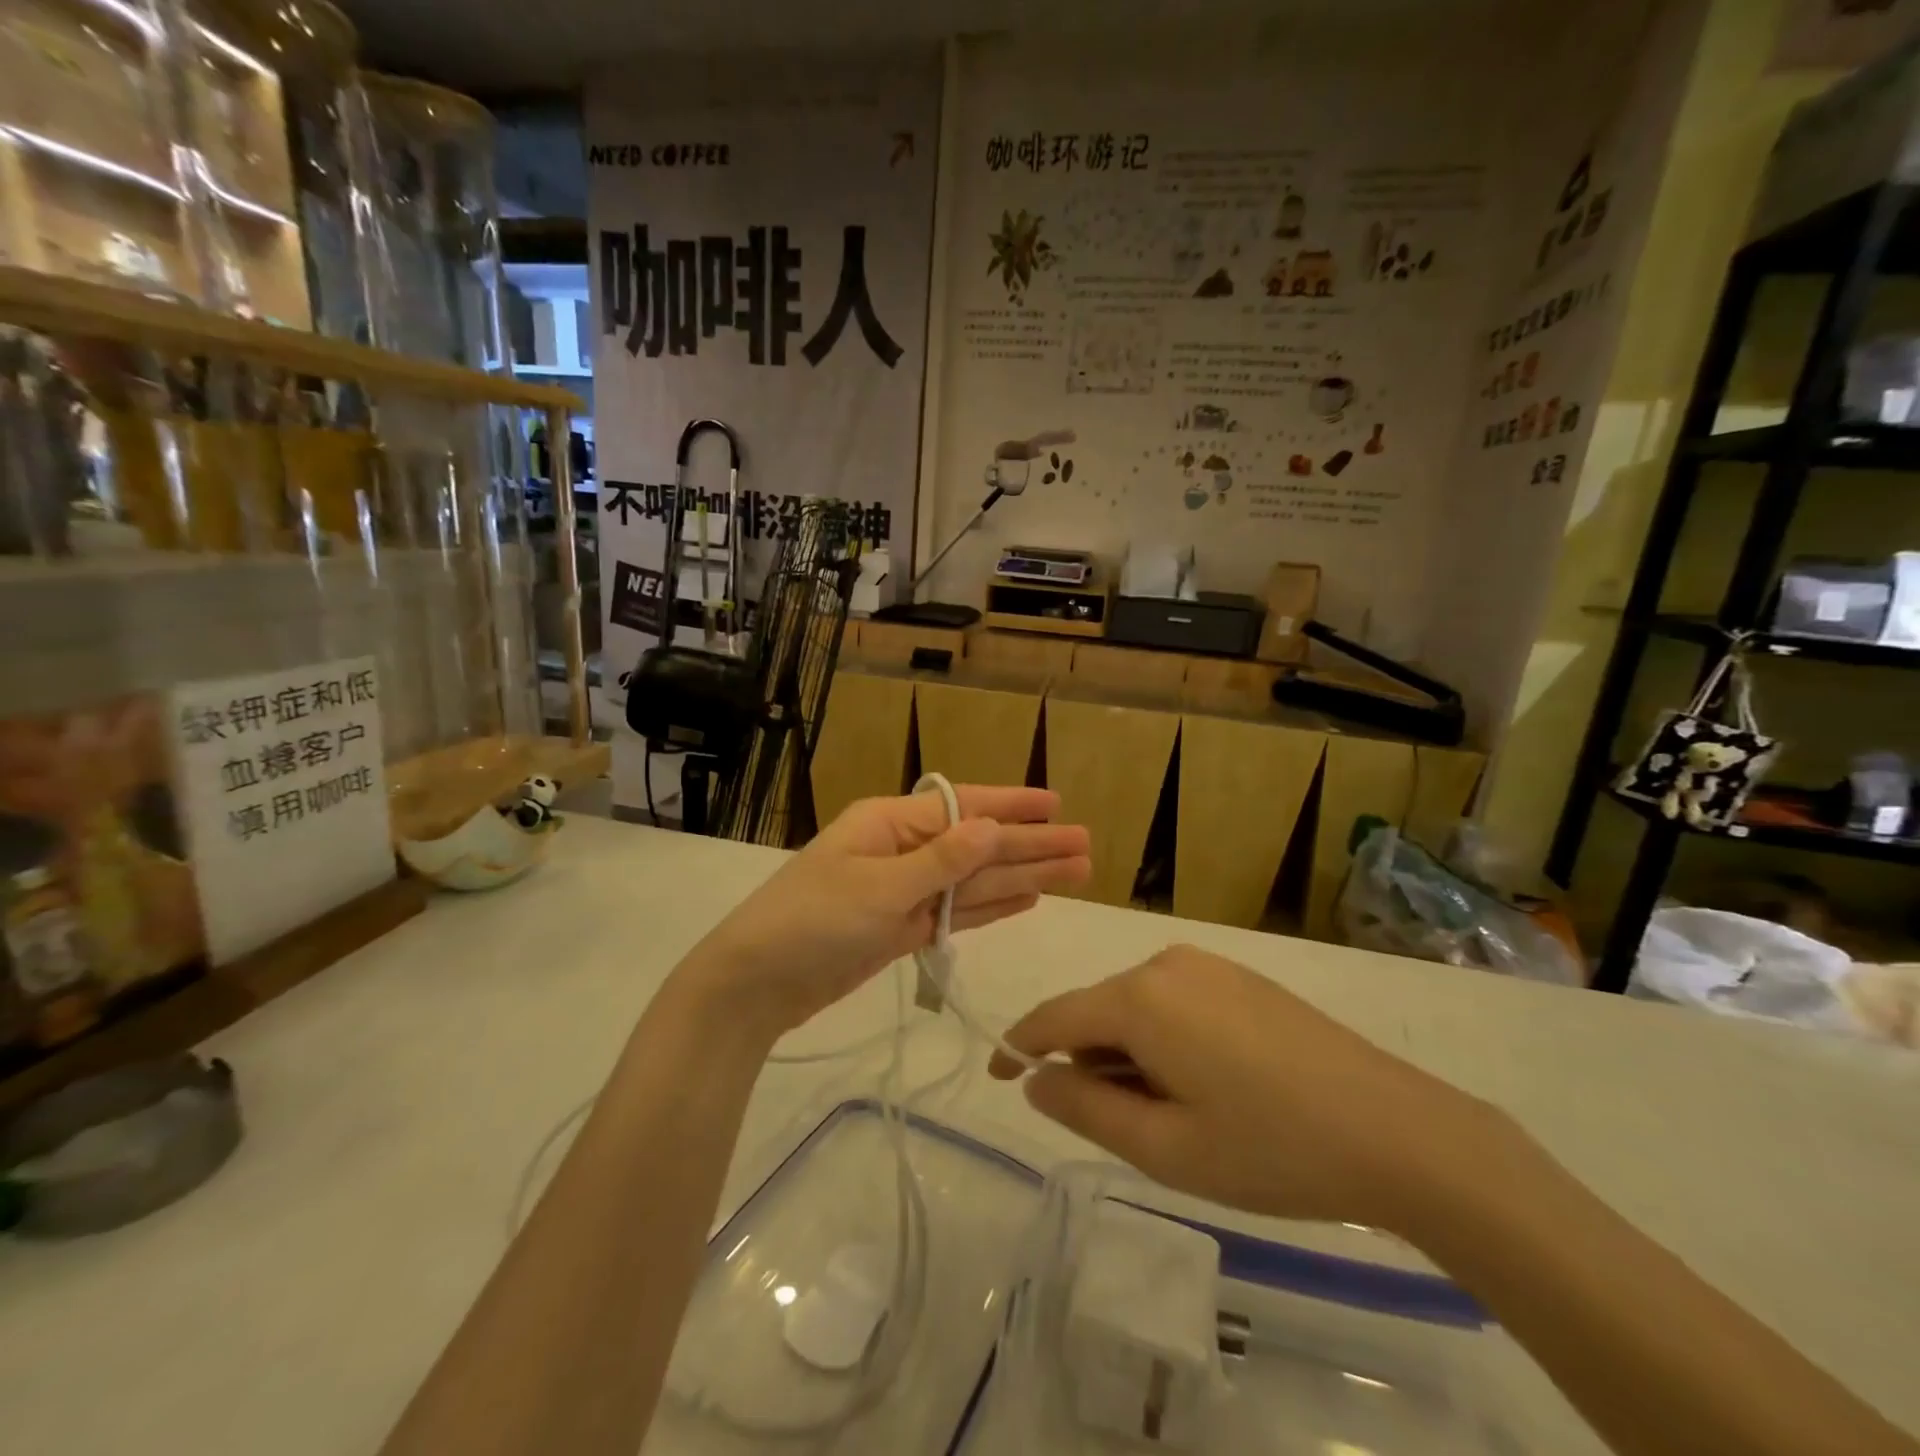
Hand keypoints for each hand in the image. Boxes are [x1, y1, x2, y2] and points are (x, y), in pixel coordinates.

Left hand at [683, 787, 1090, 1039]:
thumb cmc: (811, 921)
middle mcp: (902, 850)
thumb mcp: (878, 887)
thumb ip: (940, 862)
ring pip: (974, 880)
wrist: (755, 984)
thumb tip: (991, 827)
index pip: (963, 807)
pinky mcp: (902, 929)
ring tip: (1073, 873)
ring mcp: (904, 892)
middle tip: (1086, 848)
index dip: (1013, 807)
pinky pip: (957, 912)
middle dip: (1031, 846)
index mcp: (890, 823)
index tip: (1057, 805)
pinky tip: (1027, 898)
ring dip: (1022, 876)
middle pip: (978, 845)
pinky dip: (991, 906)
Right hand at [989, 945, 1497, 1232]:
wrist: (1398, 1131)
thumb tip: (1038, 1079)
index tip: (999, 1077)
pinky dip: (1163, 1039)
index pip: (1055, 1016)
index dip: (1019, 1047)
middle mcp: (1166, 963)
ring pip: (1136, 1006)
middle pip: (1097, 1011)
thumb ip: (1085, 1109)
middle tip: (1120, 1129)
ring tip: (1172, 1116)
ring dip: (1129, 1054)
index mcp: (1140, 997)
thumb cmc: (1270, 1148)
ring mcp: (1208, 964)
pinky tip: (1206, 1085)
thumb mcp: (1165, 1148)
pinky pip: (1174, 1001)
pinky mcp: (1240, 976)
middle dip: (1088, 1062)